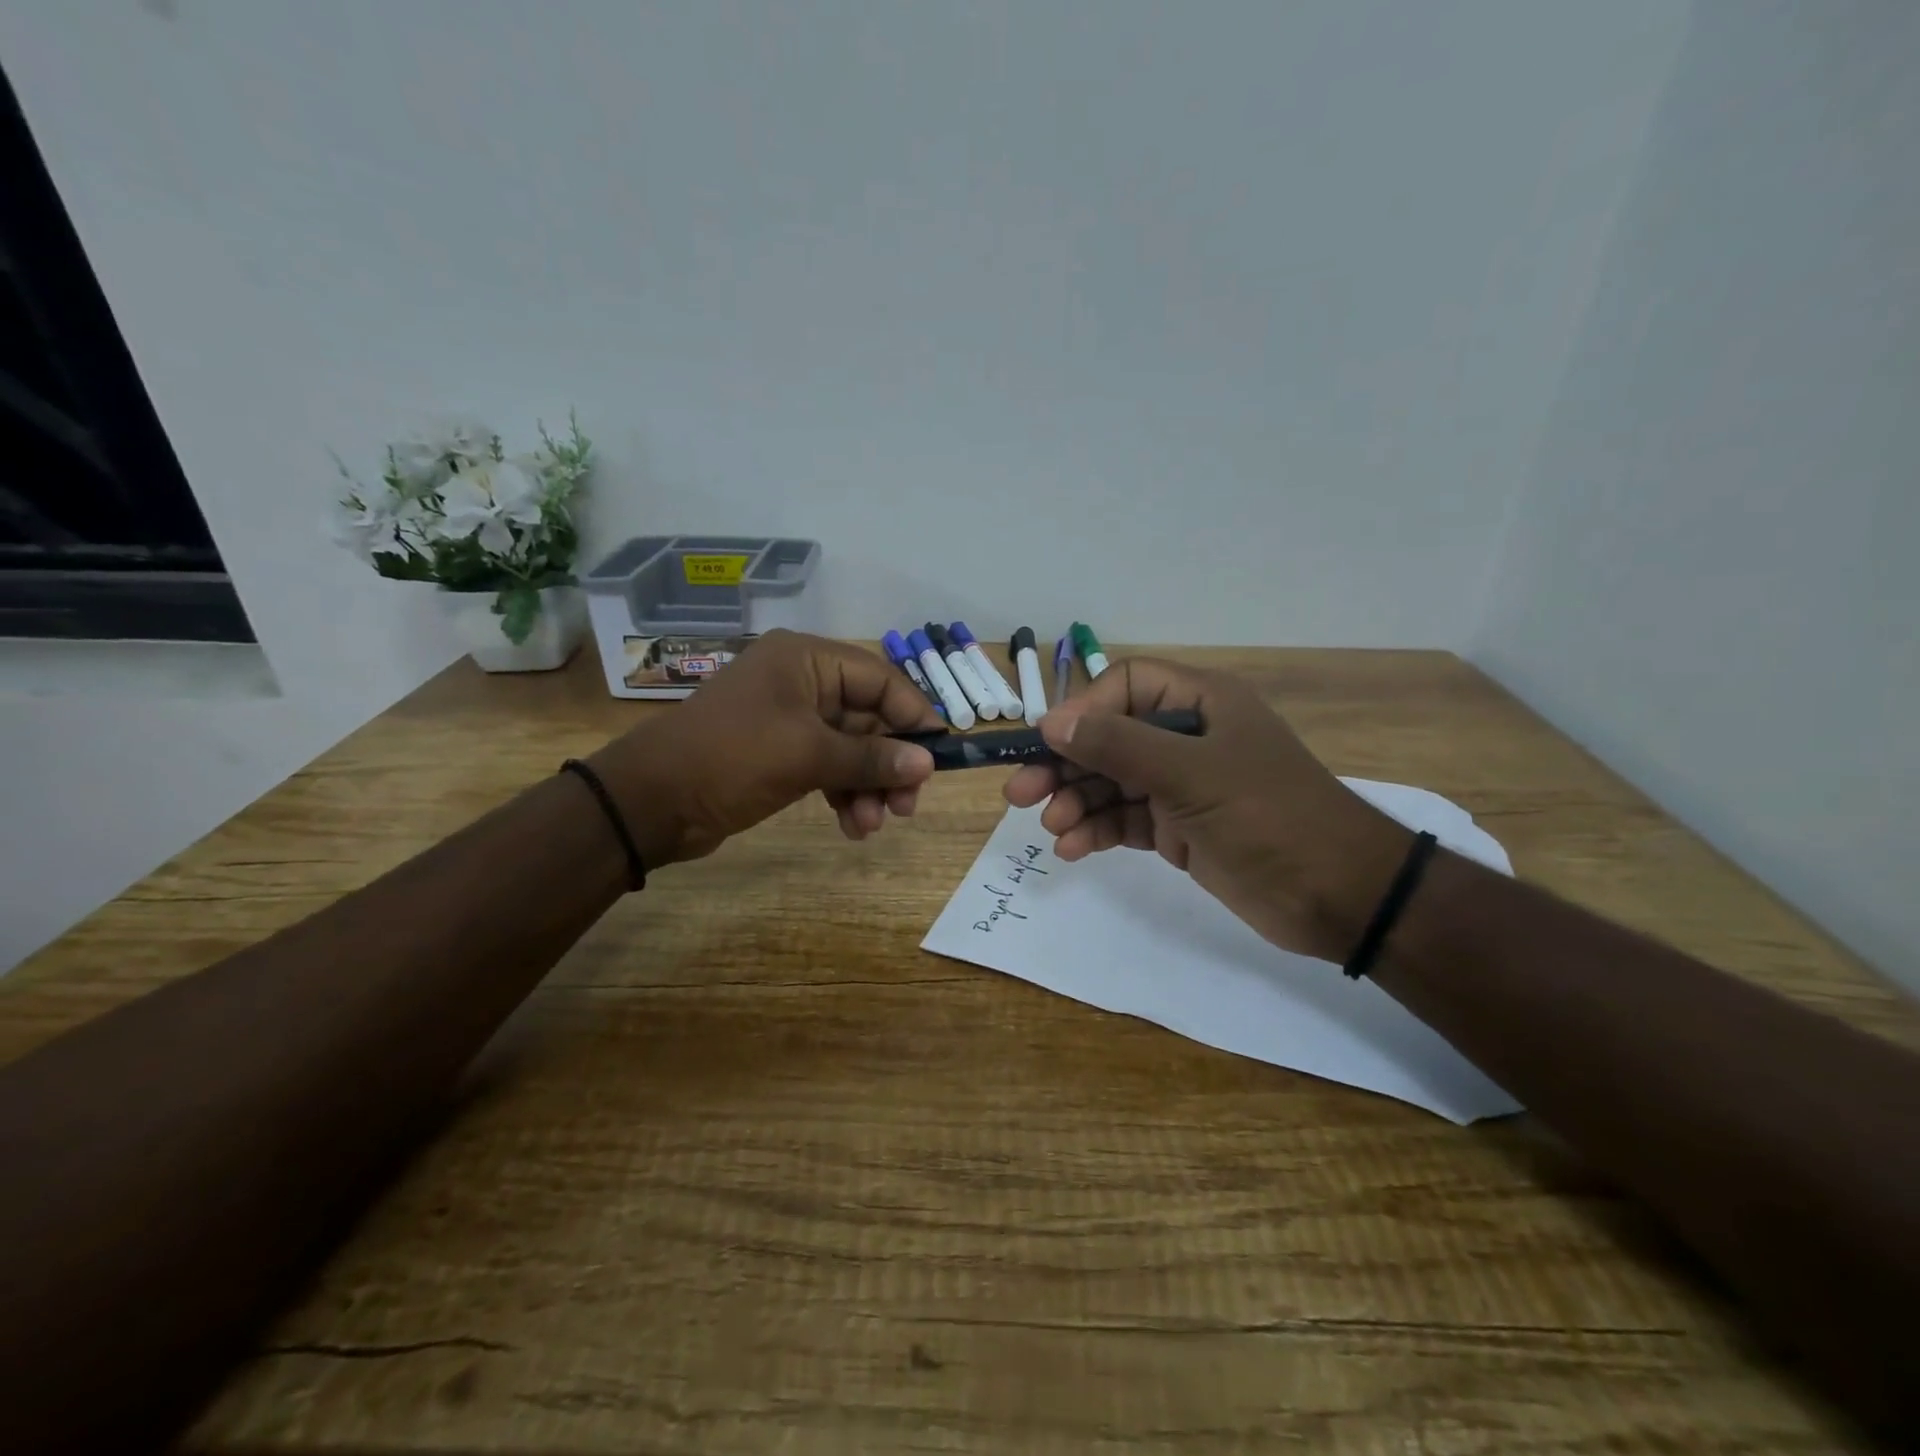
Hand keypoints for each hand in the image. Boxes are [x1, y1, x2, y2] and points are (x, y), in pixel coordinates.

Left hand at [591, 630, 942, 864]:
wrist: (651, 801)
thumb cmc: (732, 758)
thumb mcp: (807, 755)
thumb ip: (871, 757)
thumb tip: (927, 763)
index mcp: (807, 660)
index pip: (880, 679)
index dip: (913, 716)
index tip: (938, 755)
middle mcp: (802, 682)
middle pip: (869, 717)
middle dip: (889, 763)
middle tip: (907, 806)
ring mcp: (790, 719)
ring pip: (851, 748)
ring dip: (868, 786)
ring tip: (872, 825)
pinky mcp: (780, 752)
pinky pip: (828, 767)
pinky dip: (844, 794)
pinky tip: (851, 827)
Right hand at [1003, 658, 1413, 962]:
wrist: (1338, 896)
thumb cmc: (1269, 816)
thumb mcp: (1191, 774)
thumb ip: (1119, 745)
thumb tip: (1051, 722)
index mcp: (1200, 704)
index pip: (1125, 686)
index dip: (1084, 712)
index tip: (1051, 744)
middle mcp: (1187, 737)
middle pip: (1109, 738)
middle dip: (1065, 765)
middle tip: (1019, 794)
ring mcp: (1181, 785)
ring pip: (1111, 782)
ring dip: (1076, 802)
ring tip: (1051, 828)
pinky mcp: (1178, 828)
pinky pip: (1124, 819)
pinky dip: (1097, 831)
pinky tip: (1072, 848)